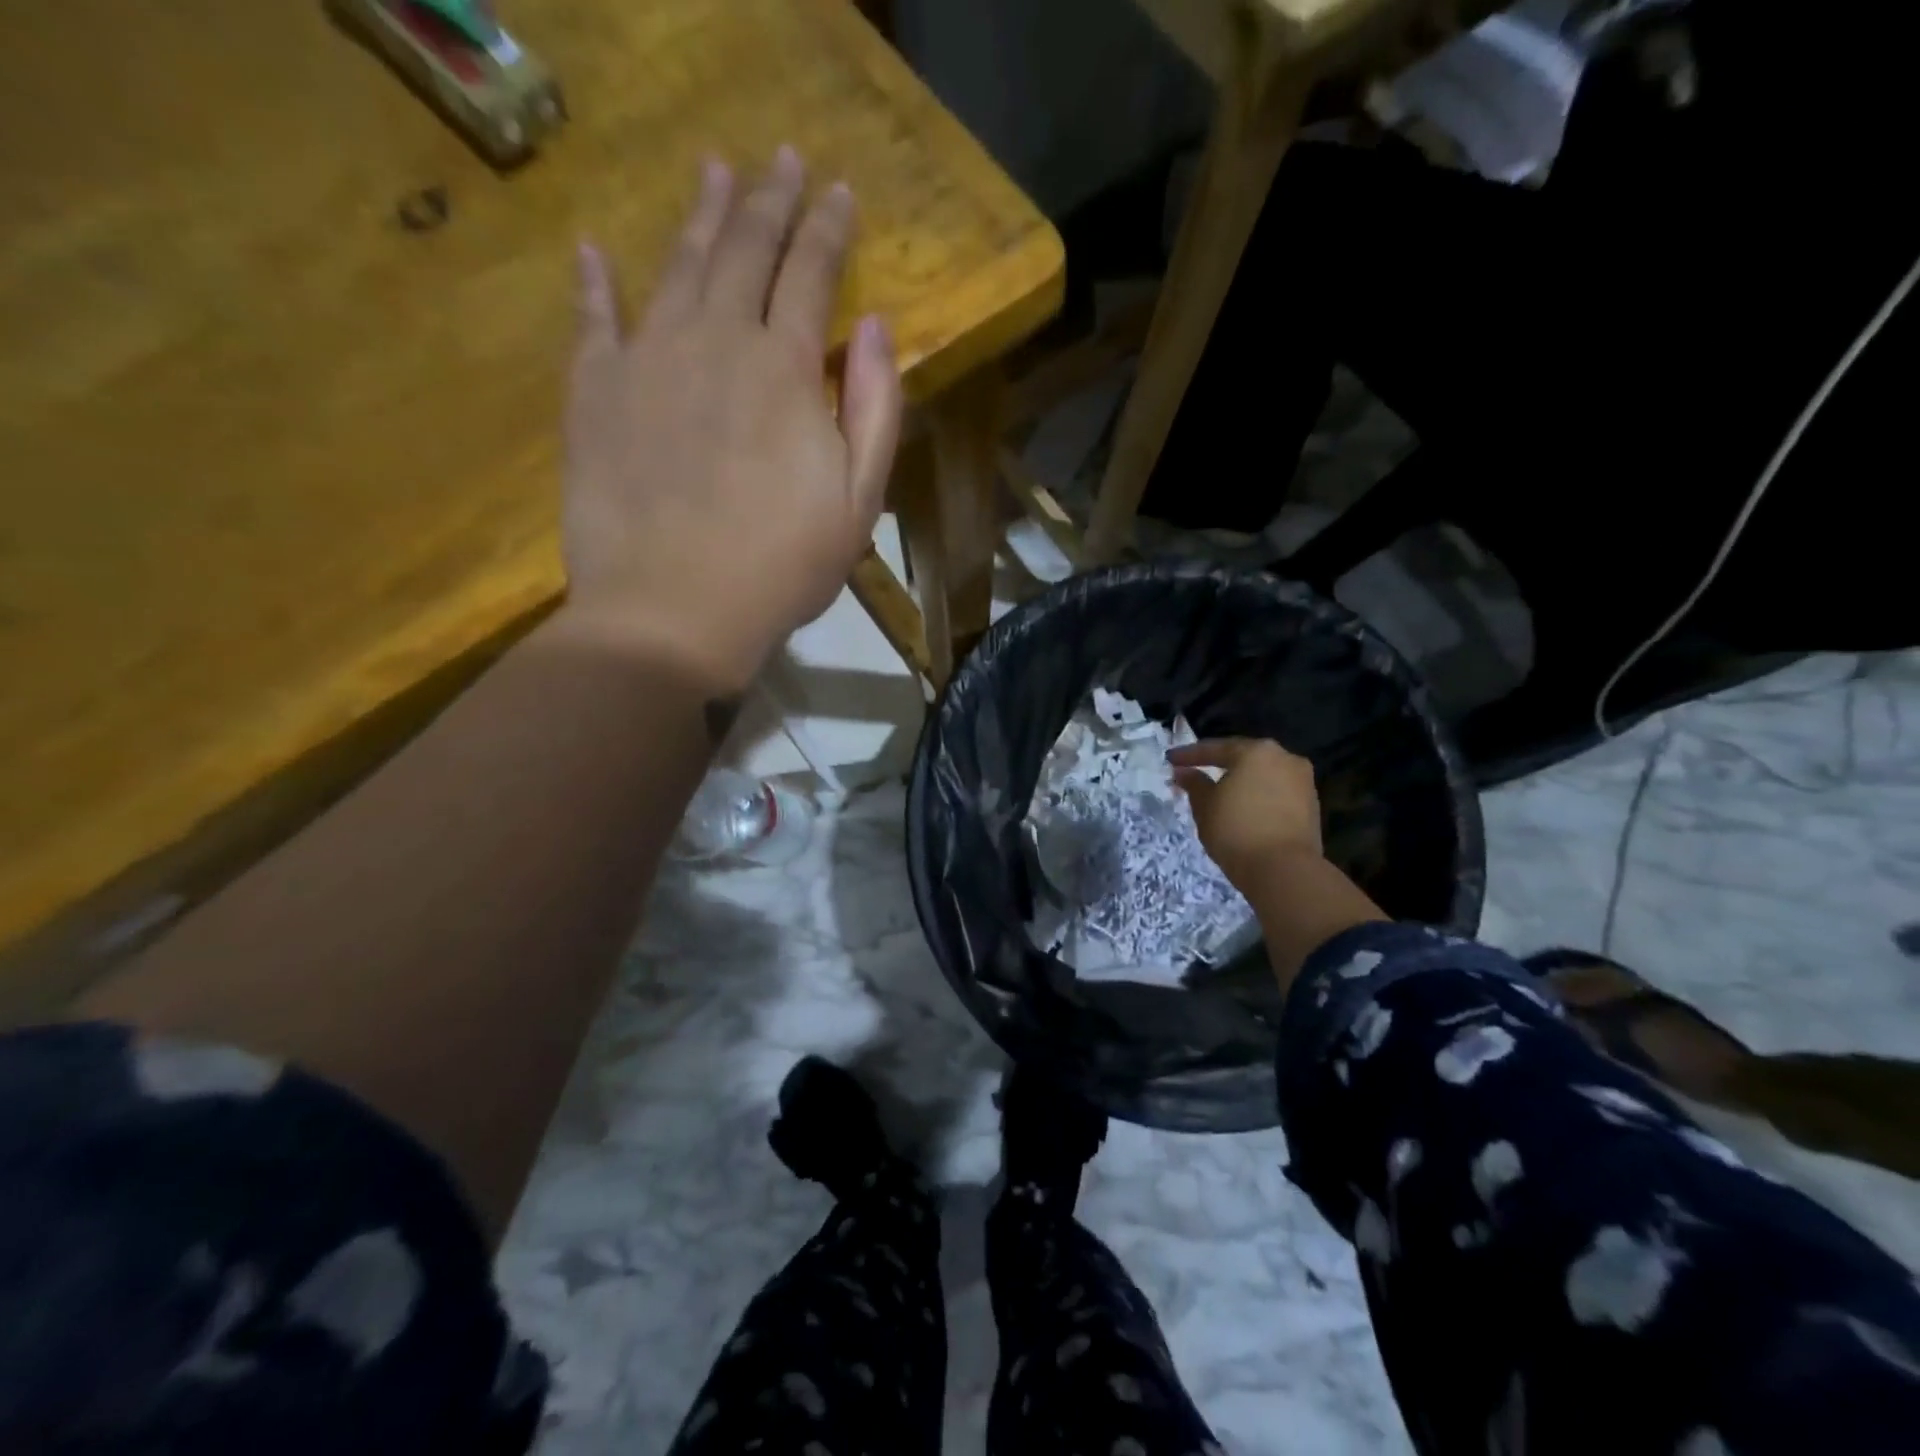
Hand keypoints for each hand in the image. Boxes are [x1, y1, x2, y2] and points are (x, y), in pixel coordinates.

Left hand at [559, 148, 903, 679]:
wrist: (673, 612)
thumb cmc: (781, 567)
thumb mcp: (858, 502)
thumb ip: (875, 410)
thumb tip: (878, 328)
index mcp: (786, 369)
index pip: (811, 274)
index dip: (828, 228)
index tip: (840, 191)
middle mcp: (716, 341)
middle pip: (745, 251)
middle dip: (770, 201)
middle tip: (782, 159)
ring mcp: (647, 359)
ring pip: (677, 266)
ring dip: (701, 216)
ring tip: (715, 173)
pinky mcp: (595, 393)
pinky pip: (593, 320)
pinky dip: (595, 282)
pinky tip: (593, 251)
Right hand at [1167, 738, 1323, 890]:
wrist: (1285, 871)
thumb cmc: (1236, 831)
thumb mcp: (1205, 807)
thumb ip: (1195, 784)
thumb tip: (1185, 772)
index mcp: (1256, 751)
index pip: (1215, 748)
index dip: (1189, 755)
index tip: (1170, 760)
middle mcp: (1284, 758)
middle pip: (1244, 758)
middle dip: (1218, 765)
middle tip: (1195, 772)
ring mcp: (1303, 781)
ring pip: (1263, 775)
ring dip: (1241, 781)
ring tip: (1219, 793)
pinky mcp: (1312, 805)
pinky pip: (1276, 792)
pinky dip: (1258, 796)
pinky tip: (1244, 807)